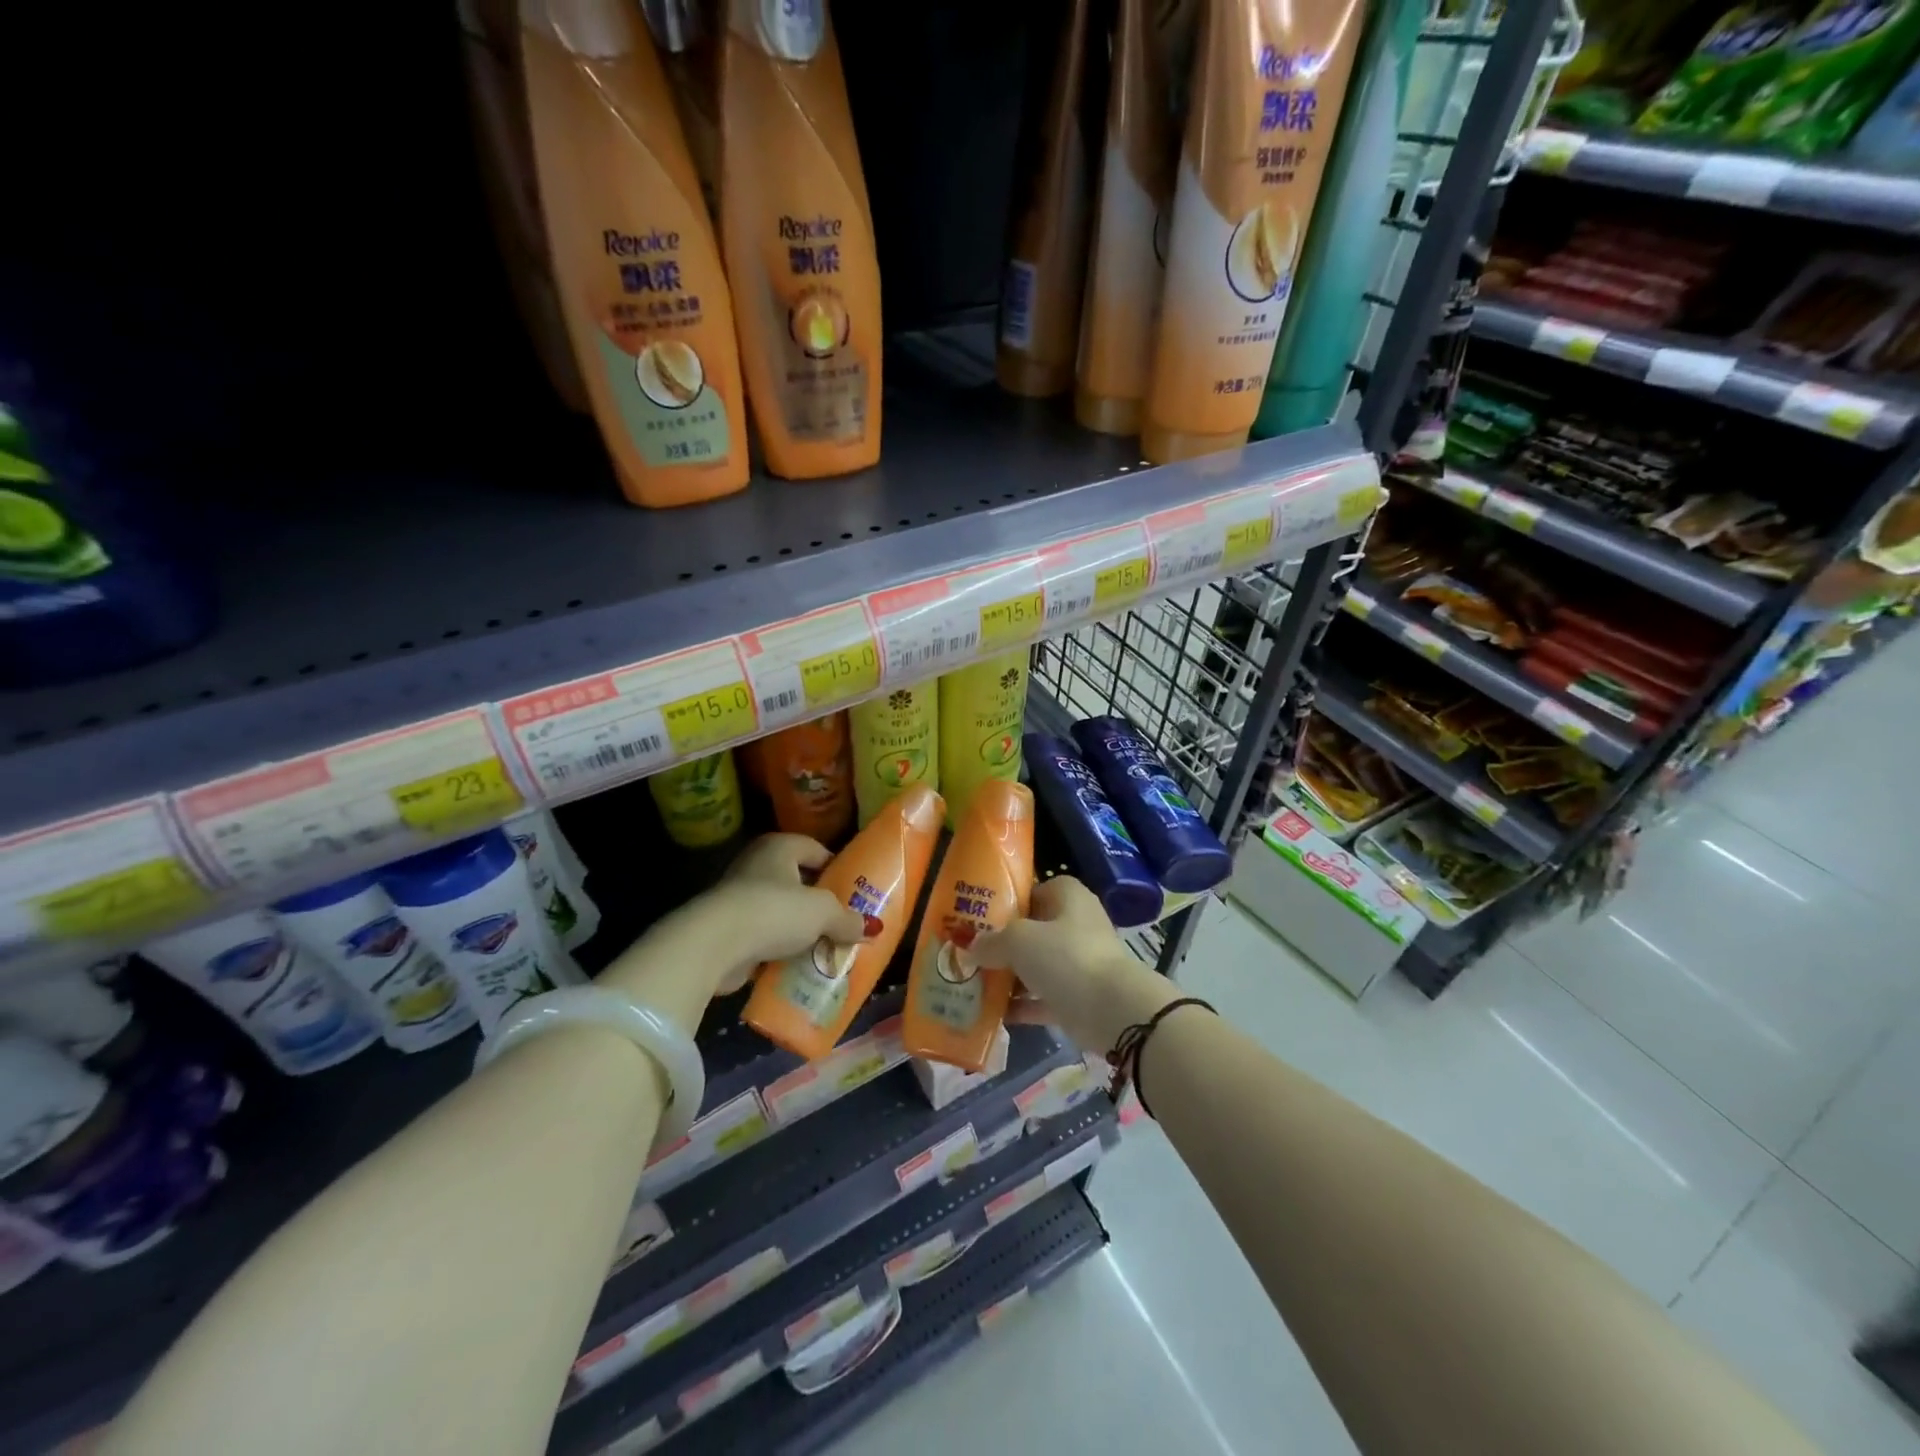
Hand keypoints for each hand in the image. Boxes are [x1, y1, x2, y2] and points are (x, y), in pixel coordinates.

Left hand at [705, 834, 868, 992]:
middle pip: (799, 882)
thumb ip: (847, 919)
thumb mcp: (823, 913)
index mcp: (780, 847)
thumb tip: (871, 928)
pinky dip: (779, 948)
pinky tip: (798, 965)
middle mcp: (757, 864)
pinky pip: (764, 936)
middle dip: (820, 904)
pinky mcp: (728, 928)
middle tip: (845, 923)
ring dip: (799, 930)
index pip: (816, 850)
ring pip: (781, 911)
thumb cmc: (774, 911)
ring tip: (826, 947)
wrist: (714, 944)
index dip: (837, 870)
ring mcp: (739, 896)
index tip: (855, 893)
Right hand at [971, 877, 1174, 1052]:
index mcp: (1068, 897)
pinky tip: (995, 1014)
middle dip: (1004, 944)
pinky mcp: (1080, 997)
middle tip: (972, 954)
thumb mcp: (1018, 940)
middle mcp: (1077, 925)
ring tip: (975, 985)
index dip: (1009, 902)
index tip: (980, 918)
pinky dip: (1023, 1006)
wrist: (1112, 1010)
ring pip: (1038, 966)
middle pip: (1034, 930)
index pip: (1035, 890)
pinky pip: (1043, 998)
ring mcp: (1080, 962)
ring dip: (1011, 977)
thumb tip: (972, 948)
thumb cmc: (1066, 957)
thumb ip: (991, 941)